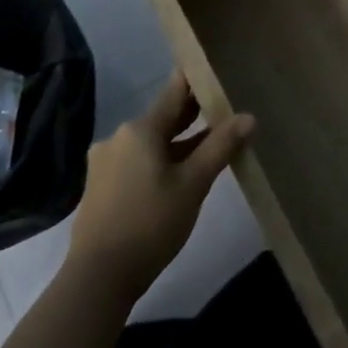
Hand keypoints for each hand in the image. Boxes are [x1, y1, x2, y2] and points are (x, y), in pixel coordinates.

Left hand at [65, 72, 253, 303]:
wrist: (99, 277)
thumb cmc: (151, 223)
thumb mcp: (194, 184)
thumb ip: (221, 146)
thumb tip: (249, 116)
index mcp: (140, 129)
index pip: (175, 92)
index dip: (197, 80)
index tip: (218, 70)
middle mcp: (119, 136)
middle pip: (163, 117)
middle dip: (193, 115)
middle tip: (225, 108)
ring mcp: (106, 162)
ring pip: (151, 142)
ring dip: (179, 141)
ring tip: (210, 144)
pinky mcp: (101, 185)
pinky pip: (138, 160)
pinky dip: (161, 160)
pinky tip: (180, 173)